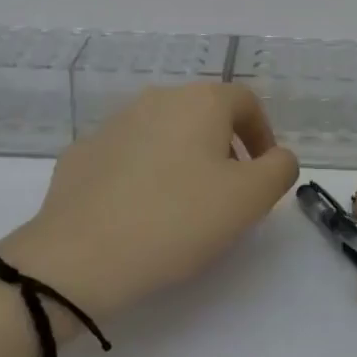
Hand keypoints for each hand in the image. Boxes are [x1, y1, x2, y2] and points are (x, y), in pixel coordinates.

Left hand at [0, 83, 298, 319]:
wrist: (77, 257)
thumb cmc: (176, 220)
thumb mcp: (249, 199)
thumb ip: (279, 169)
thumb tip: (277, 156)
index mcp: (200, 101)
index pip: (245, 101)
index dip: (263, 133)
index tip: (263, 173)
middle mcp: (157, 99)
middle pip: (204, 114)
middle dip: (224, 148)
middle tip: (228, 194)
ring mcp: (113, 123)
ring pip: (164, 132)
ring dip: (183, 159)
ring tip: (183, 206)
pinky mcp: (82, 153)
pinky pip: (127, 156)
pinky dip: (143, 174)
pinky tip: (139, 212)